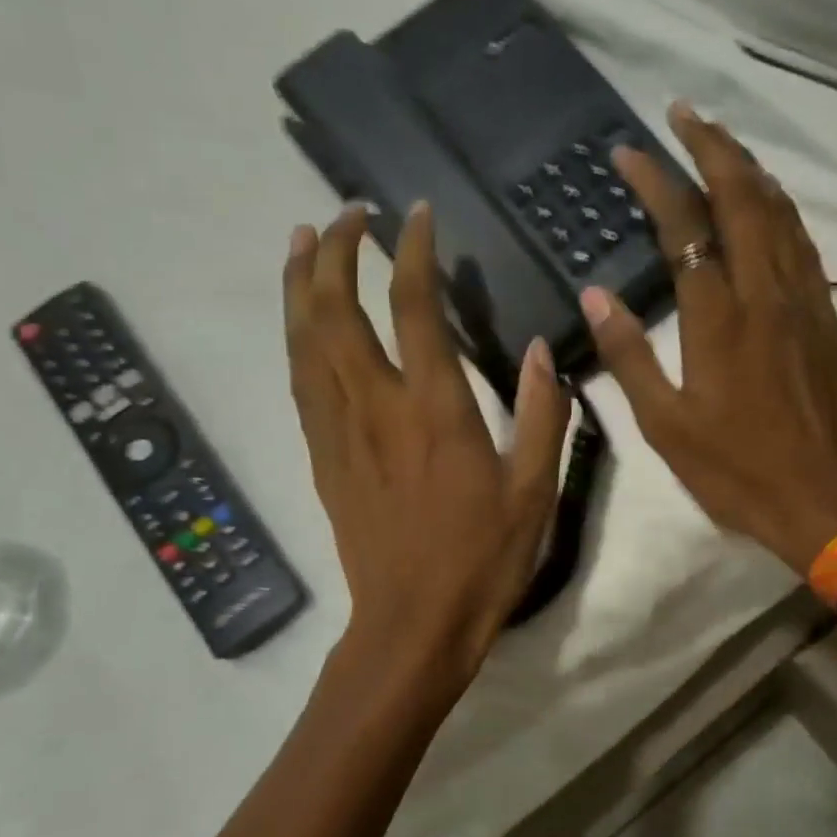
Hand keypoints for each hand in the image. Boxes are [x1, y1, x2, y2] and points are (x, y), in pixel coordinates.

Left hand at [284, 202, 567, 675]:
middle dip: (335, 250)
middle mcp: (377, 407)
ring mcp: (340, 433)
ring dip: (299, 284)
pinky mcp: (322, 459)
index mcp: (436, 410)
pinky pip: (300, 384)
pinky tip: (300, 323)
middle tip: (345, 212)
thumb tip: (541, 350)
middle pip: (337, 310)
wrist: (413, 624)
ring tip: (300, 241)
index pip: (413, 307)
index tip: (414, 214)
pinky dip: (296, 339)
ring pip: (304, 341)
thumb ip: (541, 414)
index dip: (411, 251)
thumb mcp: (534, 492)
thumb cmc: (482, 561)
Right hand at [582, 102, 836, 574]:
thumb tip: (594, 295)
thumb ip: (628, 356)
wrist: (819, 497)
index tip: (628, 153)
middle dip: (711, 146)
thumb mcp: (665, 425)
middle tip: (682, 113)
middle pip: (742, 197)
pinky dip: (780, 208)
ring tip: (720, 142)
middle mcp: (765, 293)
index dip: (656, 182)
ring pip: (780, 212)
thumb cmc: (734, 468)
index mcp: (719, 318)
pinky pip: (802, 243)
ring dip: (748, 168)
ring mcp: (802, 301)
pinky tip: (768, 202)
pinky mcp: (824, 316)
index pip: (685, 227)